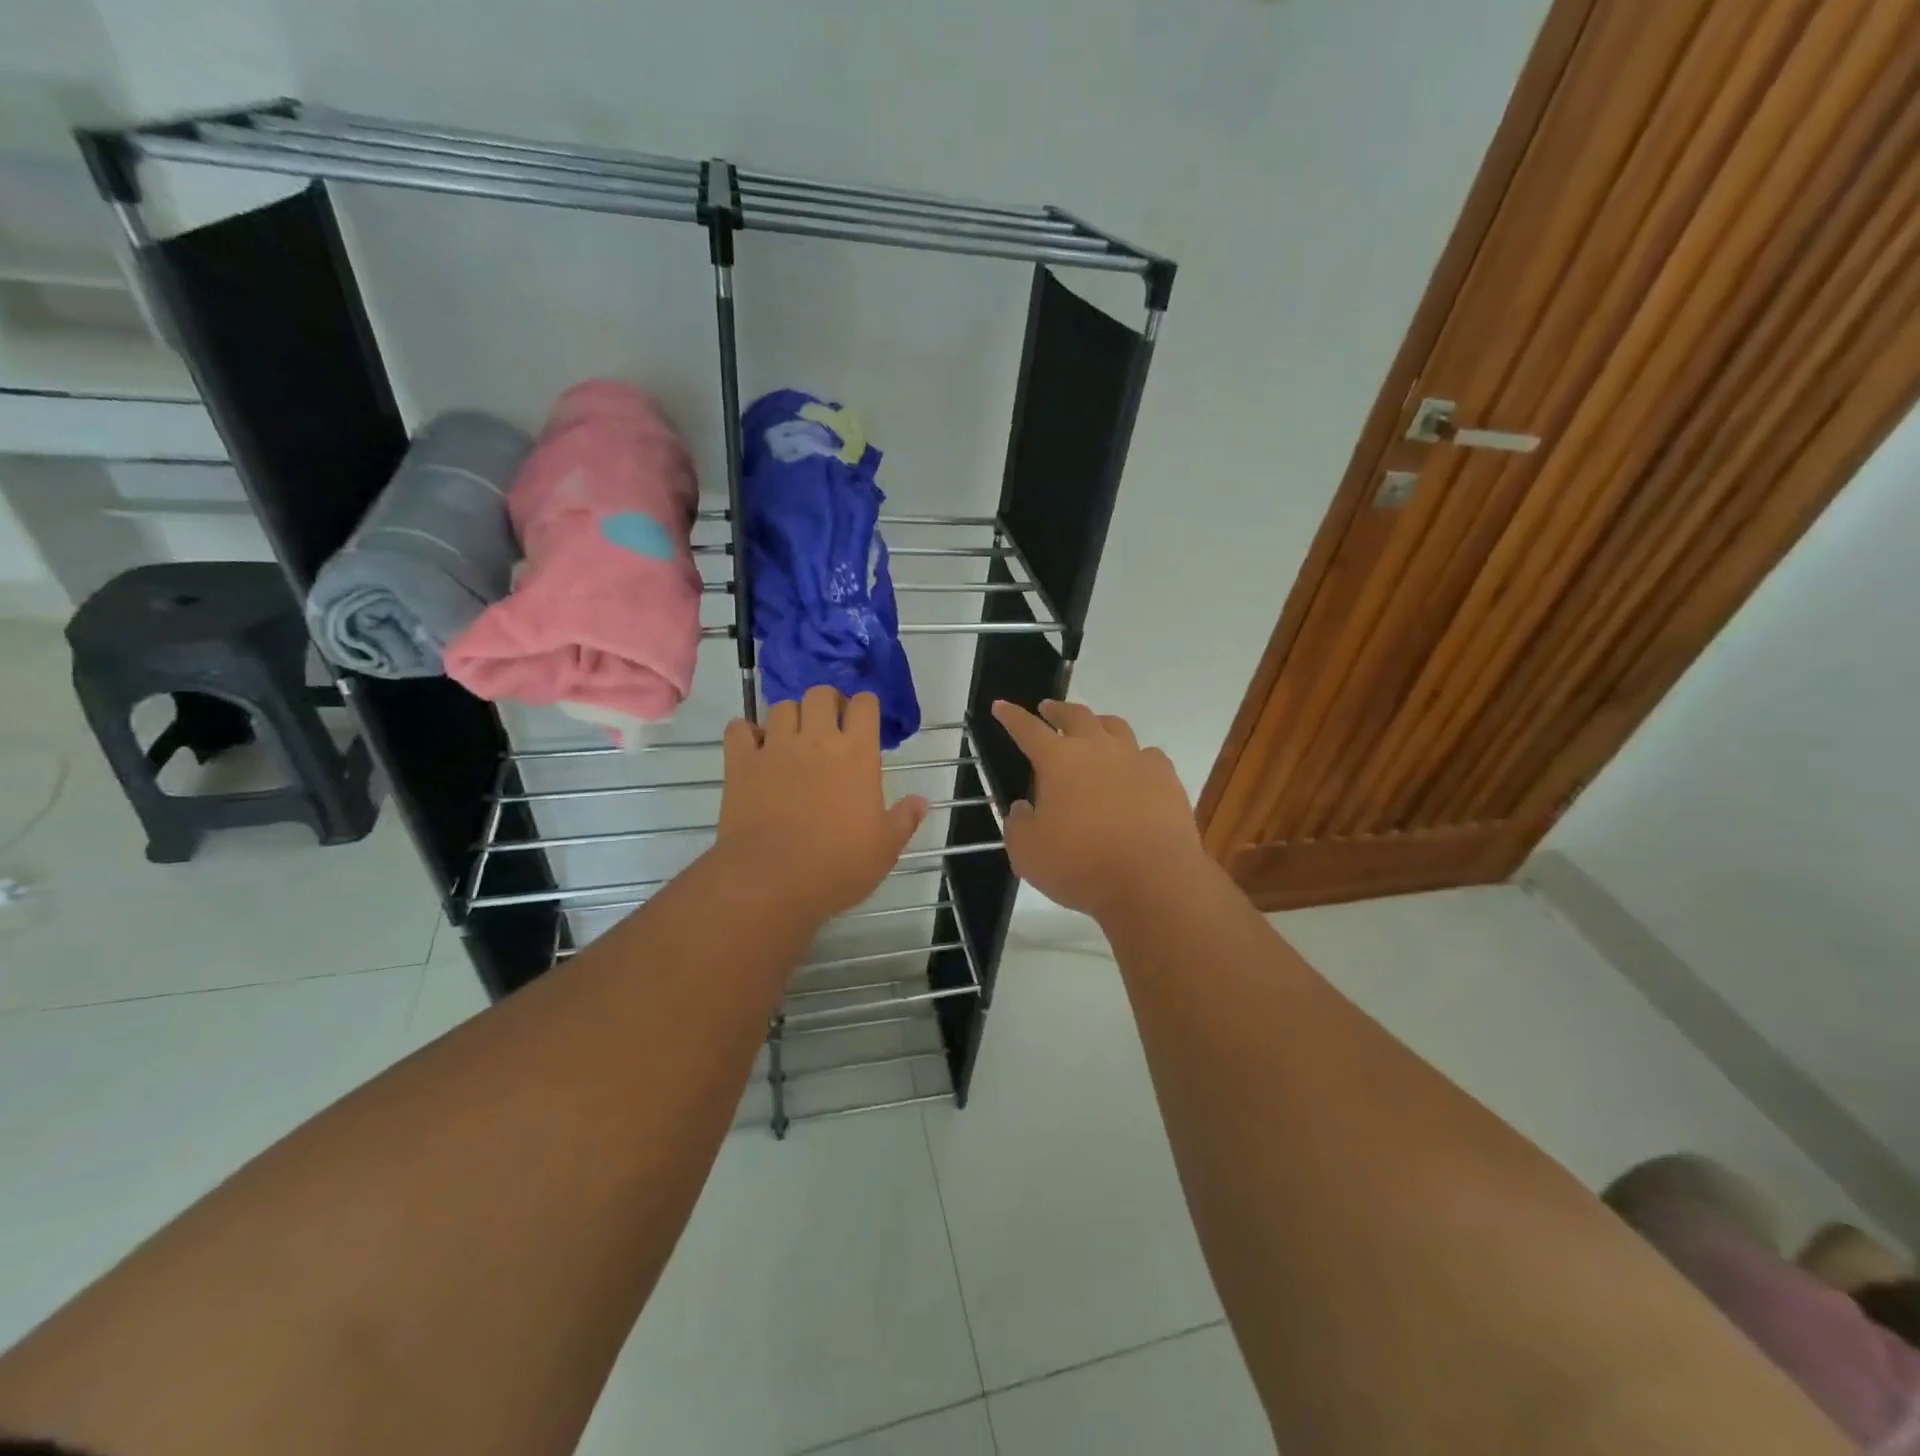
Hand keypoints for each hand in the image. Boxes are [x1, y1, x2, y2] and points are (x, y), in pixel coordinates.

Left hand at [715, 686, 928, 922]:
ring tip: (794, 738)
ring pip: (782, 706)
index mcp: (856, 753)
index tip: (866, 722)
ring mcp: (774, 748)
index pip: (865, 704)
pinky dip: (746, 732)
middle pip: (820, 694)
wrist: (771, 883)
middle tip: (830, 726)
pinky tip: (755, 748)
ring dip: (791, 716)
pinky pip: (739, 728)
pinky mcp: (740, 764)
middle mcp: (816, 739)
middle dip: (828, 703)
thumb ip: (905, 819)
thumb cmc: (837, 866)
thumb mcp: (885, 849)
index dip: (866, 707)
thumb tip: (921, 801)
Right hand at [991, 699, 1204, 920]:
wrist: (1154, 880)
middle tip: (1048, 710)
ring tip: (1093, 729)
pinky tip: (1134, 767)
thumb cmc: (1081, 865)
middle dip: (1057, 710)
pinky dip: (1135, 755)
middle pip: (1075, 715)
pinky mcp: (1166, 777)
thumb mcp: (1028, 853)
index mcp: (1058, 760)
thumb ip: (1019, 825)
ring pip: (1115, 726)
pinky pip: (1147, 754)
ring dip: (1098, 723)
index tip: (1001, 706)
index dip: (1011, 716)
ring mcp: (1136, 759)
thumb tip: (1024, 808)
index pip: (1027, 729)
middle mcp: (1097, 748)